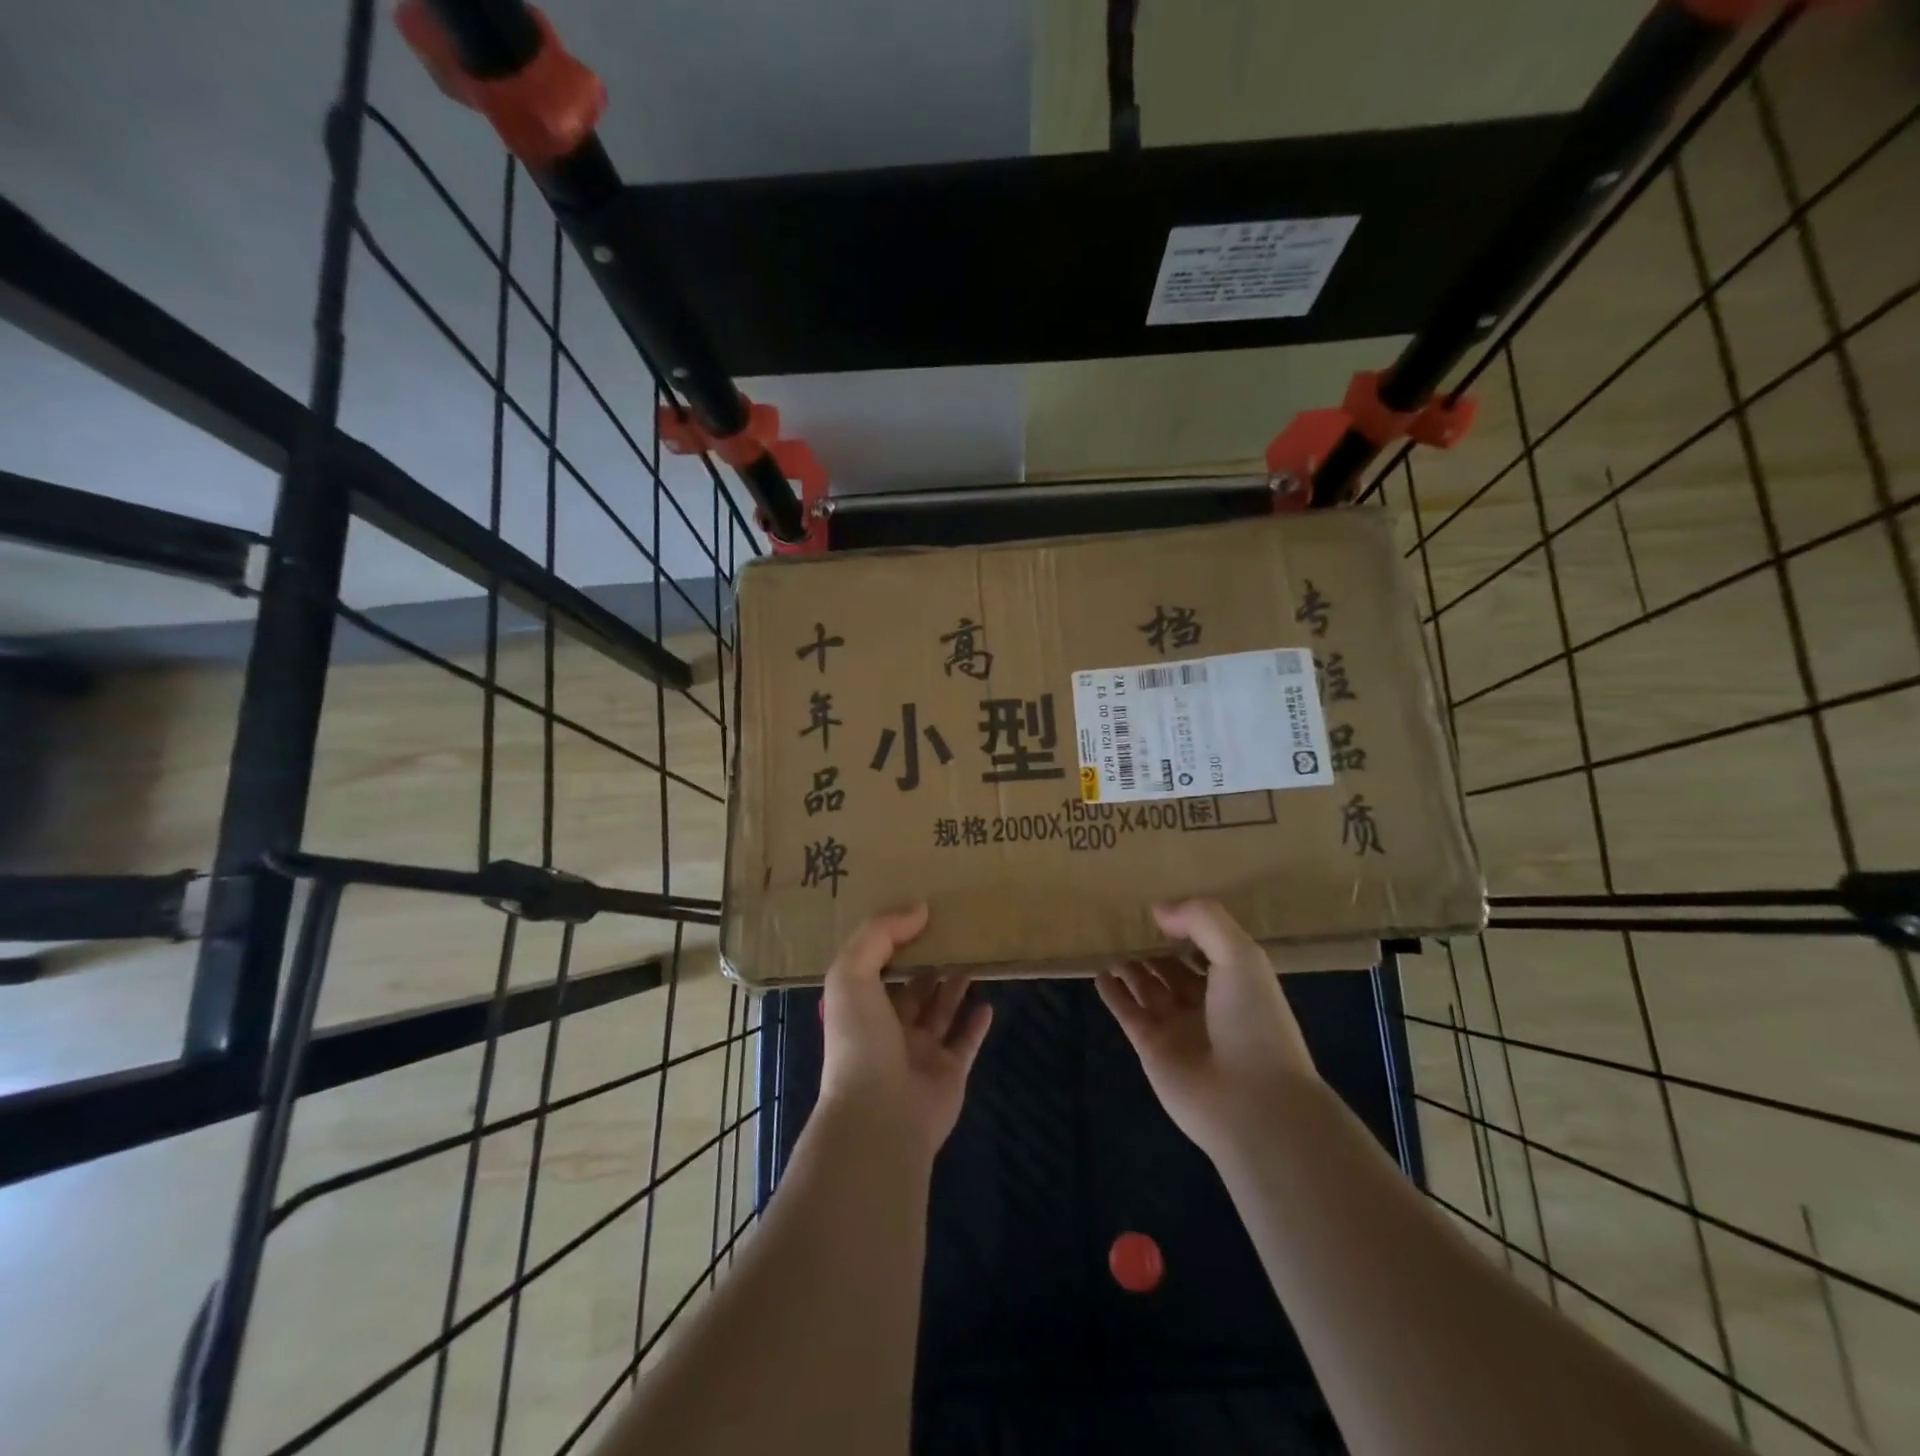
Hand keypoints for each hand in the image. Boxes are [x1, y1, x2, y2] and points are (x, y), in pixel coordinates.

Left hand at [818, 904, 993, 1157]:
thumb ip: (879, 934)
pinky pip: (966, 1042)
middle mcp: (889, 1030)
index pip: (876, 968)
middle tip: (953, 935)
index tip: (917, 915)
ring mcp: (920, 1053)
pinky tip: (988, 1002)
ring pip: (940, 1013)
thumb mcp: (852, 974)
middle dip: (927, 965)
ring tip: (971, 960)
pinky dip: (976, 1024)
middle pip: (912, 990)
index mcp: (861, 1008)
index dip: (893, 942)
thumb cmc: (860, 1040)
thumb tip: (918, 908)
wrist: (880, 1116)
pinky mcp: (950, 1073)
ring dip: (953, 988)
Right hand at [1097, 899, 1318, 1161]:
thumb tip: (1159, 909)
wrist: (1252, 1103)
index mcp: (1236, 984)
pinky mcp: (1151, 1048)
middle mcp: (1207, 1005)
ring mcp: (1177, 1028)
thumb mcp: (1240, 956)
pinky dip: (1113, 994)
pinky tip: (1099, 974)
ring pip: (1148, 988)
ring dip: (1131, 967)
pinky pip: (1127, 1013)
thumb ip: (1202, 921)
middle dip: (1154, 947)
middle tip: (1125, 921)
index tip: (1162, 907)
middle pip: (1174, 969)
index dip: (1187, 927)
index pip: (1207, 948)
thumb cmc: (1254, 1023)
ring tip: (1109, 942)